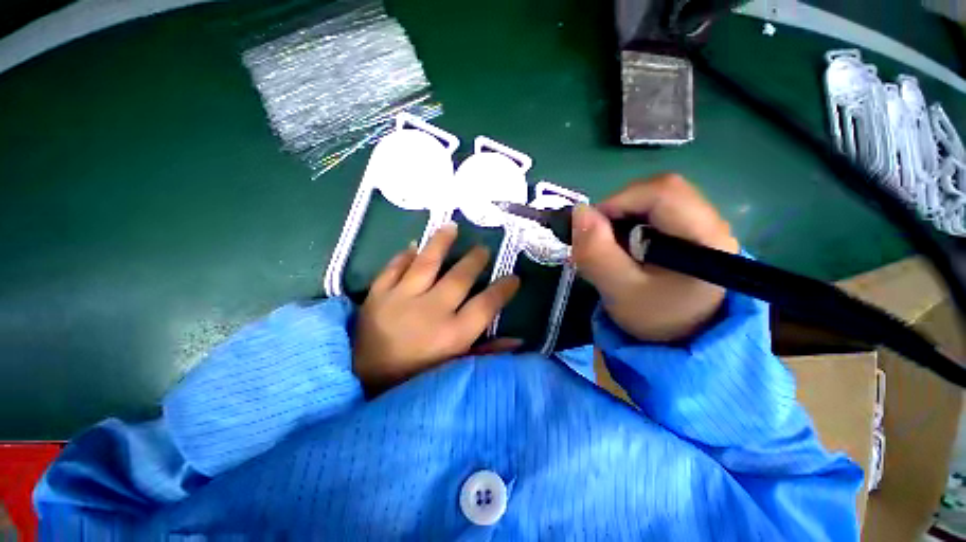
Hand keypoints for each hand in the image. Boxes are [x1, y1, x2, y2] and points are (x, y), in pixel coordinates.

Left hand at [354, 223, 520, 395]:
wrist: (362, 383)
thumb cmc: (414, 379)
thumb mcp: (455, 369)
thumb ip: (487, 353)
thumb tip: (518, 340)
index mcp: (453, 334)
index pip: (487, 305)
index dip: (503, 289)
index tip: (514, 278)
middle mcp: (431, 311)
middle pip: (460, 277)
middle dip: (476, 260)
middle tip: (483, 249)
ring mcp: (401, 299)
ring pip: (427, 262)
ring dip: (441, 242)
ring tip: (452, 227)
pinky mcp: (377, 295)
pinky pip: (393, 268)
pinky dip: (403, 256)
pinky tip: (413, 247)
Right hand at [571, 174, 738, 341]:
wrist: (684, 339)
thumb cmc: (654, 318)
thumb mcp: (619, 291)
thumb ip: (597, 253)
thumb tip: (579, 212)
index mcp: (704, 238)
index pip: (662, 192)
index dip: (619, 201)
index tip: (593, 227)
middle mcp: (712, 223)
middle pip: (660, 190)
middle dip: (621, 208)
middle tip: (601, 237)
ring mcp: (705, 225)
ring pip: (657, 199)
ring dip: (625, 216)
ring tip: (613, 244)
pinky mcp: (693, 231)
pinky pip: (659, 211)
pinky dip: (633, 221)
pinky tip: (627, 245)